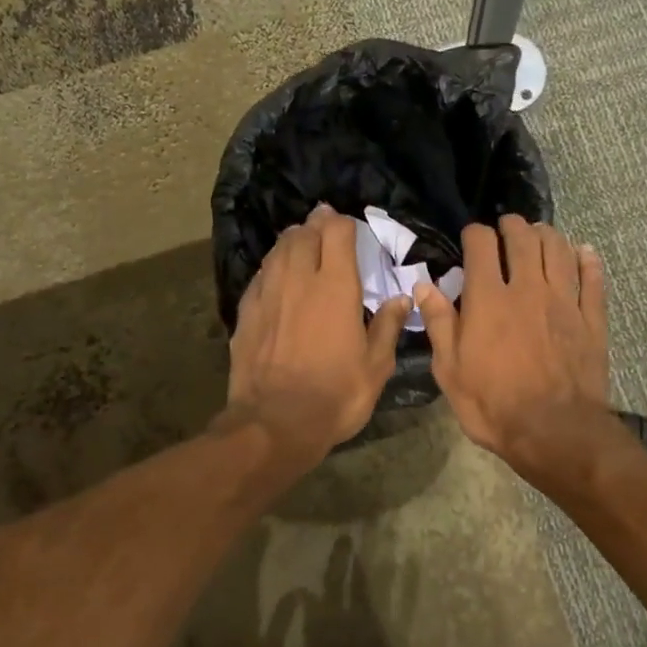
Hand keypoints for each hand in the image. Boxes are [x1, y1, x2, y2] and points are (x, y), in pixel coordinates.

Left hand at [225, 204, 409, 460]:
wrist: (276, 422)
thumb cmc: (336, 395)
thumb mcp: (376, 366)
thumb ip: (388, 327)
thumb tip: (401, 299)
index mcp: (335, 287)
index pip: (337, 233)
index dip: (344, 224)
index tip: (350, 227)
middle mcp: (298, 280)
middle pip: (303, 235)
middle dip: (315, 224)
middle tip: (324, 224)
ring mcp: (267, 295)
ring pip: (277, 251)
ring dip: (291, 241)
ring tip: (300, 240)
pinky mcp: (246, 314)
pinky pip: (260, 276)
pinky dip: (271, 267)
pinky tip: (275, 275)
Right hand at [414, 216, 612, 472]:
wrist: (554, 431)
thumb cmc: (492, 405)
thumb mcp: (451, 371)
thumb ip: (440, 323)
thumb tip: (424, 286)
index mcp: (488, 299)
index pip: (481, 244)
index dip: (475, 234)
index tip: (471, 238)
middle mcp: (528, 288)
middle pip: (523, 238)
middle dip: (512, 226)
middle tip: (507, 228)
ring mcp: (564, 301)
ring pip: (559, 250)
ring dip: (547, 235)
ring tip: (540, 234)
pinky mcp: (591, 319)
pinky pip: (592, 279)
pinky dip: (588, 260)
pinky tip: (584, 253)